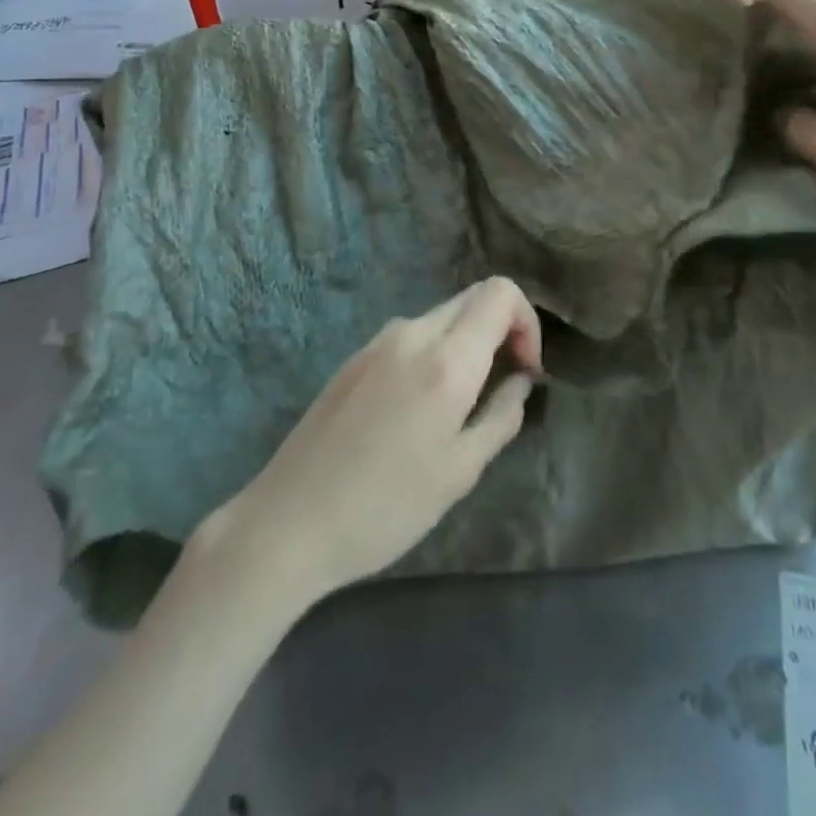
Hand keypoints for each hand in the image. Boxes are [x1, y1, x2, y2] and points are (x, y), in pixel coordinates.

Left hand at [201, 278, 542, 606]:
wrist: (288, 523)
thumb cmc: (385, 507)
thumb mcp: (459, 472)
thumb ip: (501, 417)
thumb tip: (520, 382)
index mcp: (446, 359)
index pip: (500, 293)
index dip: (527, 321)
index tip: (526, 370)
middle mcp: (412, 334)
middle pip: (473, 298)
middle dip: (501, 329)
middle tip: (503, 382)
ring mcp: (378, 341)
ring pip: (442, 316)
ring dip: (466, 343)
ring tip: (461, 404)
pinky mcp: (355, 357)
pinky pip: (411, 336)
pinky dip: (434, 352)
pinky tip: (419, 407)